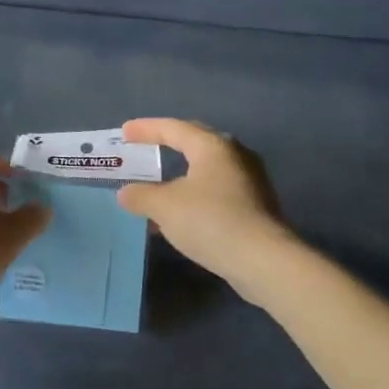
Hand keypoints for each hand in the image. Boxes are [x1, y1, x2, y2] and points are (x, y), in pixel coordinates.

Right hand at [117, 119, 297, 298]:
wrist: (263, 260)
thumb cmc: (211, 221)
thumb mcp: (165, 207)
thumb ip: (141, 195)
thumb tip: (126, 193)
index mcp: (213, 146)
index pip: (174, 128)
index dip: (147, 129)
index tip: (125, 132)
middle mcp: (235, 155)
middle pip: (196, 142)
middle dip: (168, 144)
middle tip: (146, 147)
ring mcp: (250, 181)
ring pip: (207, 169)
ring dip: (181, 175)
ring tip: (158, 185)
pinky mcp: (256, 206)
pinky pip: (217, 191)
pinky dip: (194, 195)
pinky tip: (181, 214)